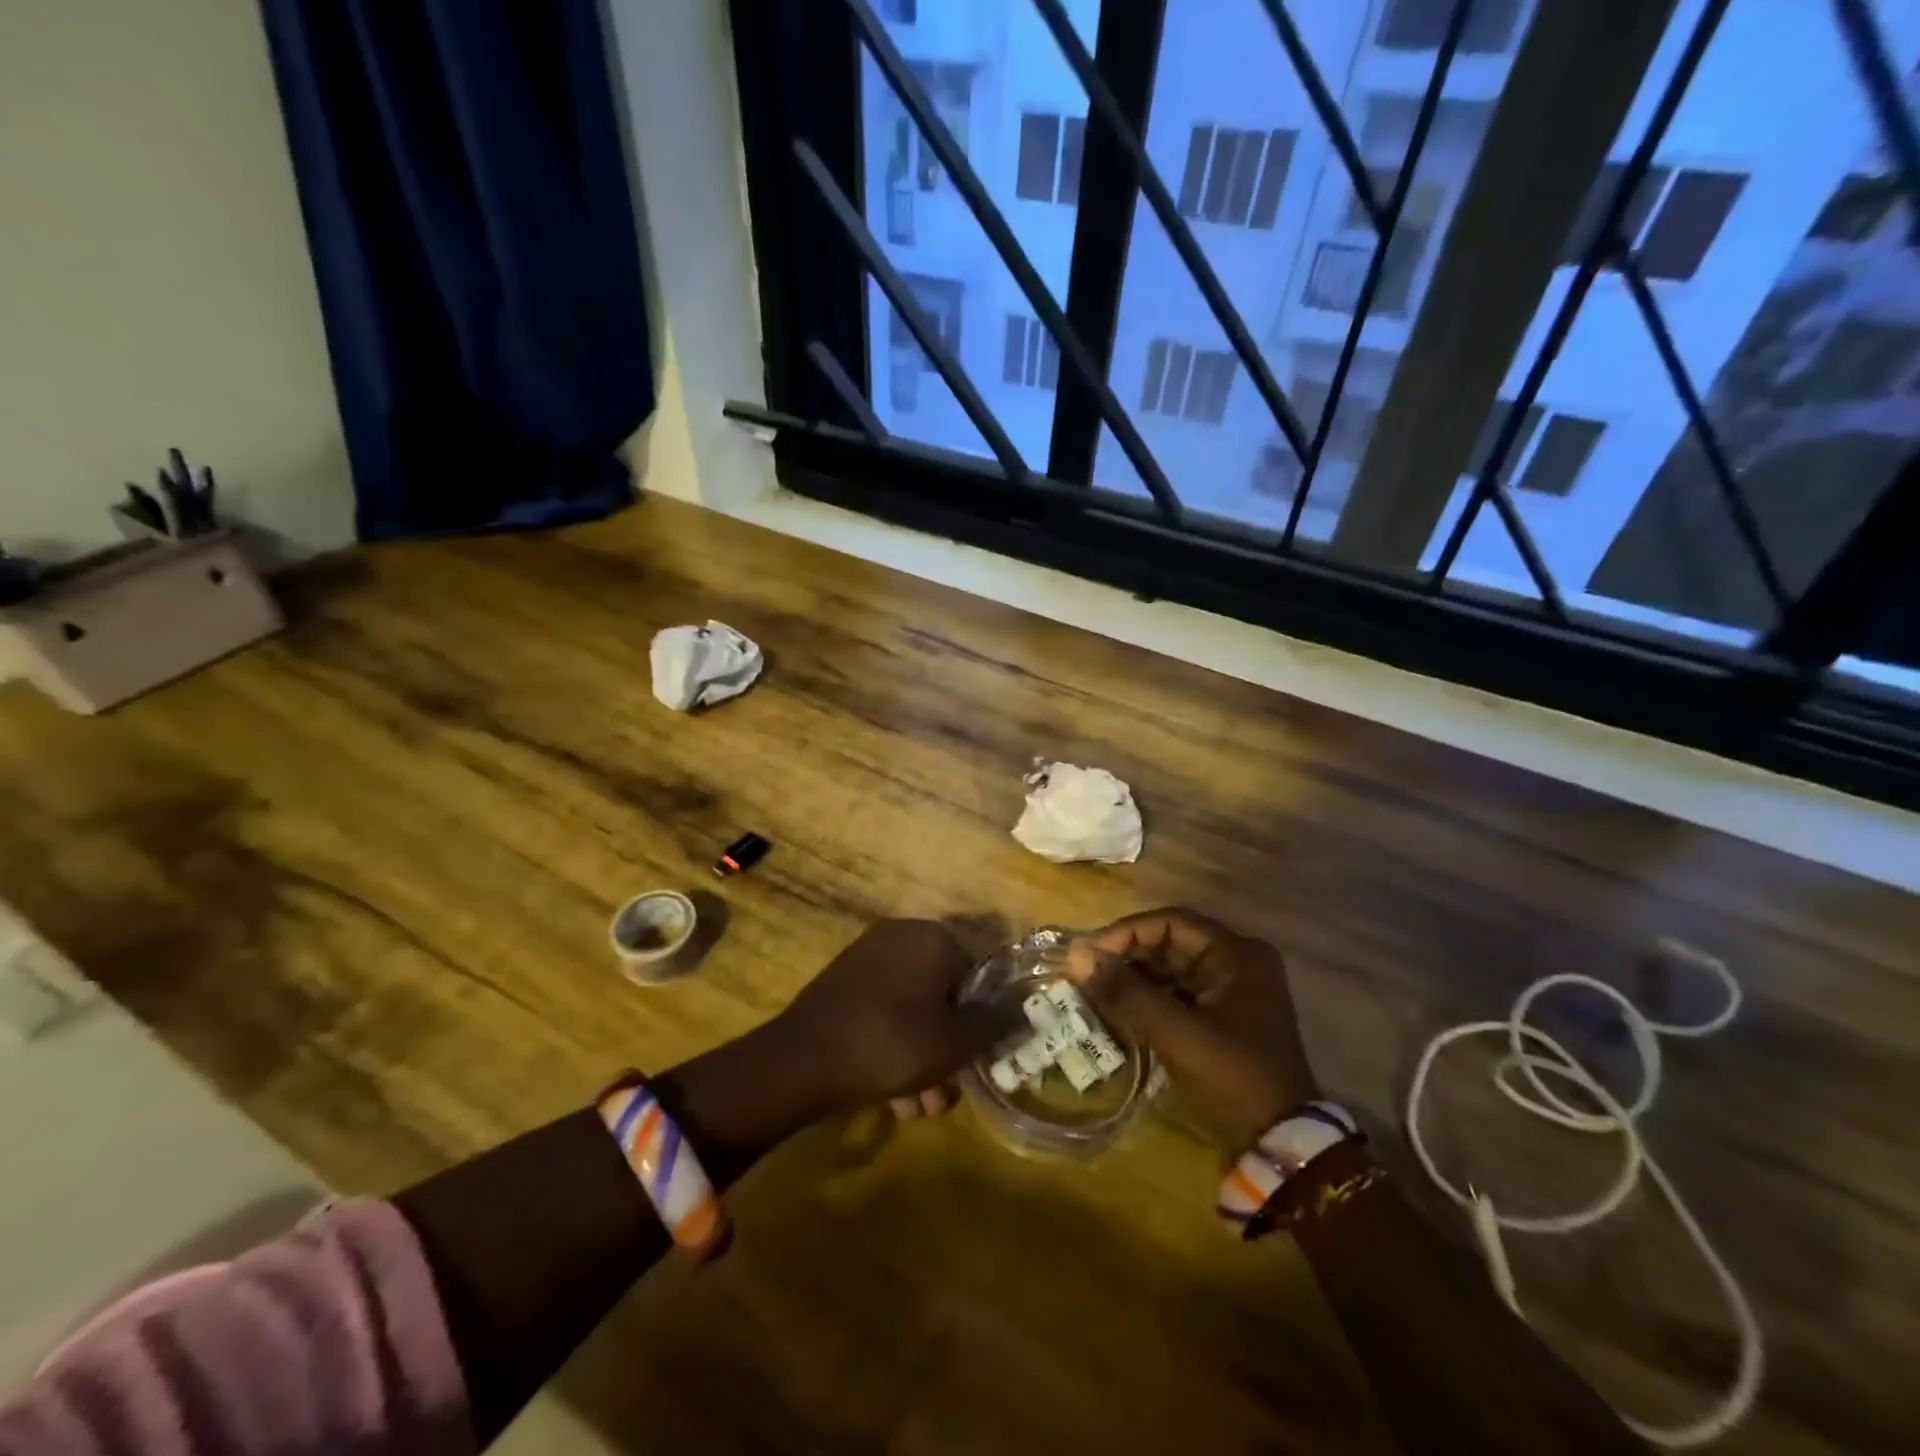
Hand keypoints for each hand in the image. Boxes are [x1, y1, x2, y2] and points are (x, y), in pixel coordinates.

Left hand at [773, 919, 1007, 1121]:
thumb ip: (994, 1023)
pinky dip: (893, 1050)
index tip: (979, 1059)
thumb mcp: (956, 1042)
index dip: (983, 1019)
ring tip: (919, 1109)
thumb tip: (1023, 1008)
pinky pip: (883, 1015)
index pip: (977, 973)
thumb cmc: (892, 1043)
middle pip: (943, 996)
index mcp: (933, 937)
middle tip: (948, 1093)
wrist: (802, 1060)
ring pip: (912, 1012)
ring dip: (923, 1060)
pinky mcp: (843, 985)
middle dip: (949, 1050)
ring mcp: (868, 960)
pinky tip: (892, 1100)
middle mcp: (901, 938)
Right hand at [1065, 909, 1316, 1155]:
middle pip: (1171, 942)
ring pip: (1172, 968)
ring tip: (1094, 986)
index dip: (1126, 933)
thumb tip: (1078, 958)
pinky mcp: (1223, 1018)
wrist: (1280, 1147)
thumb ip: (1128, 992)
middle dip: (1127, 954)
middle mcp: (1238, 963)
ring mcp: (1233, 992)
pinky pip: (1178, 993)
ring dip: (1134, 975)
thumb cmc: (1232, 1079)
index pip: (1171, 923)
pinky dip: (1148, 997)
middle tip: (1085, 969)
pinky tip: (1118, 1006)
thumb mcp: (1177, 1033)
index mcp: (1238, 955)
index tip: (1089, 953)